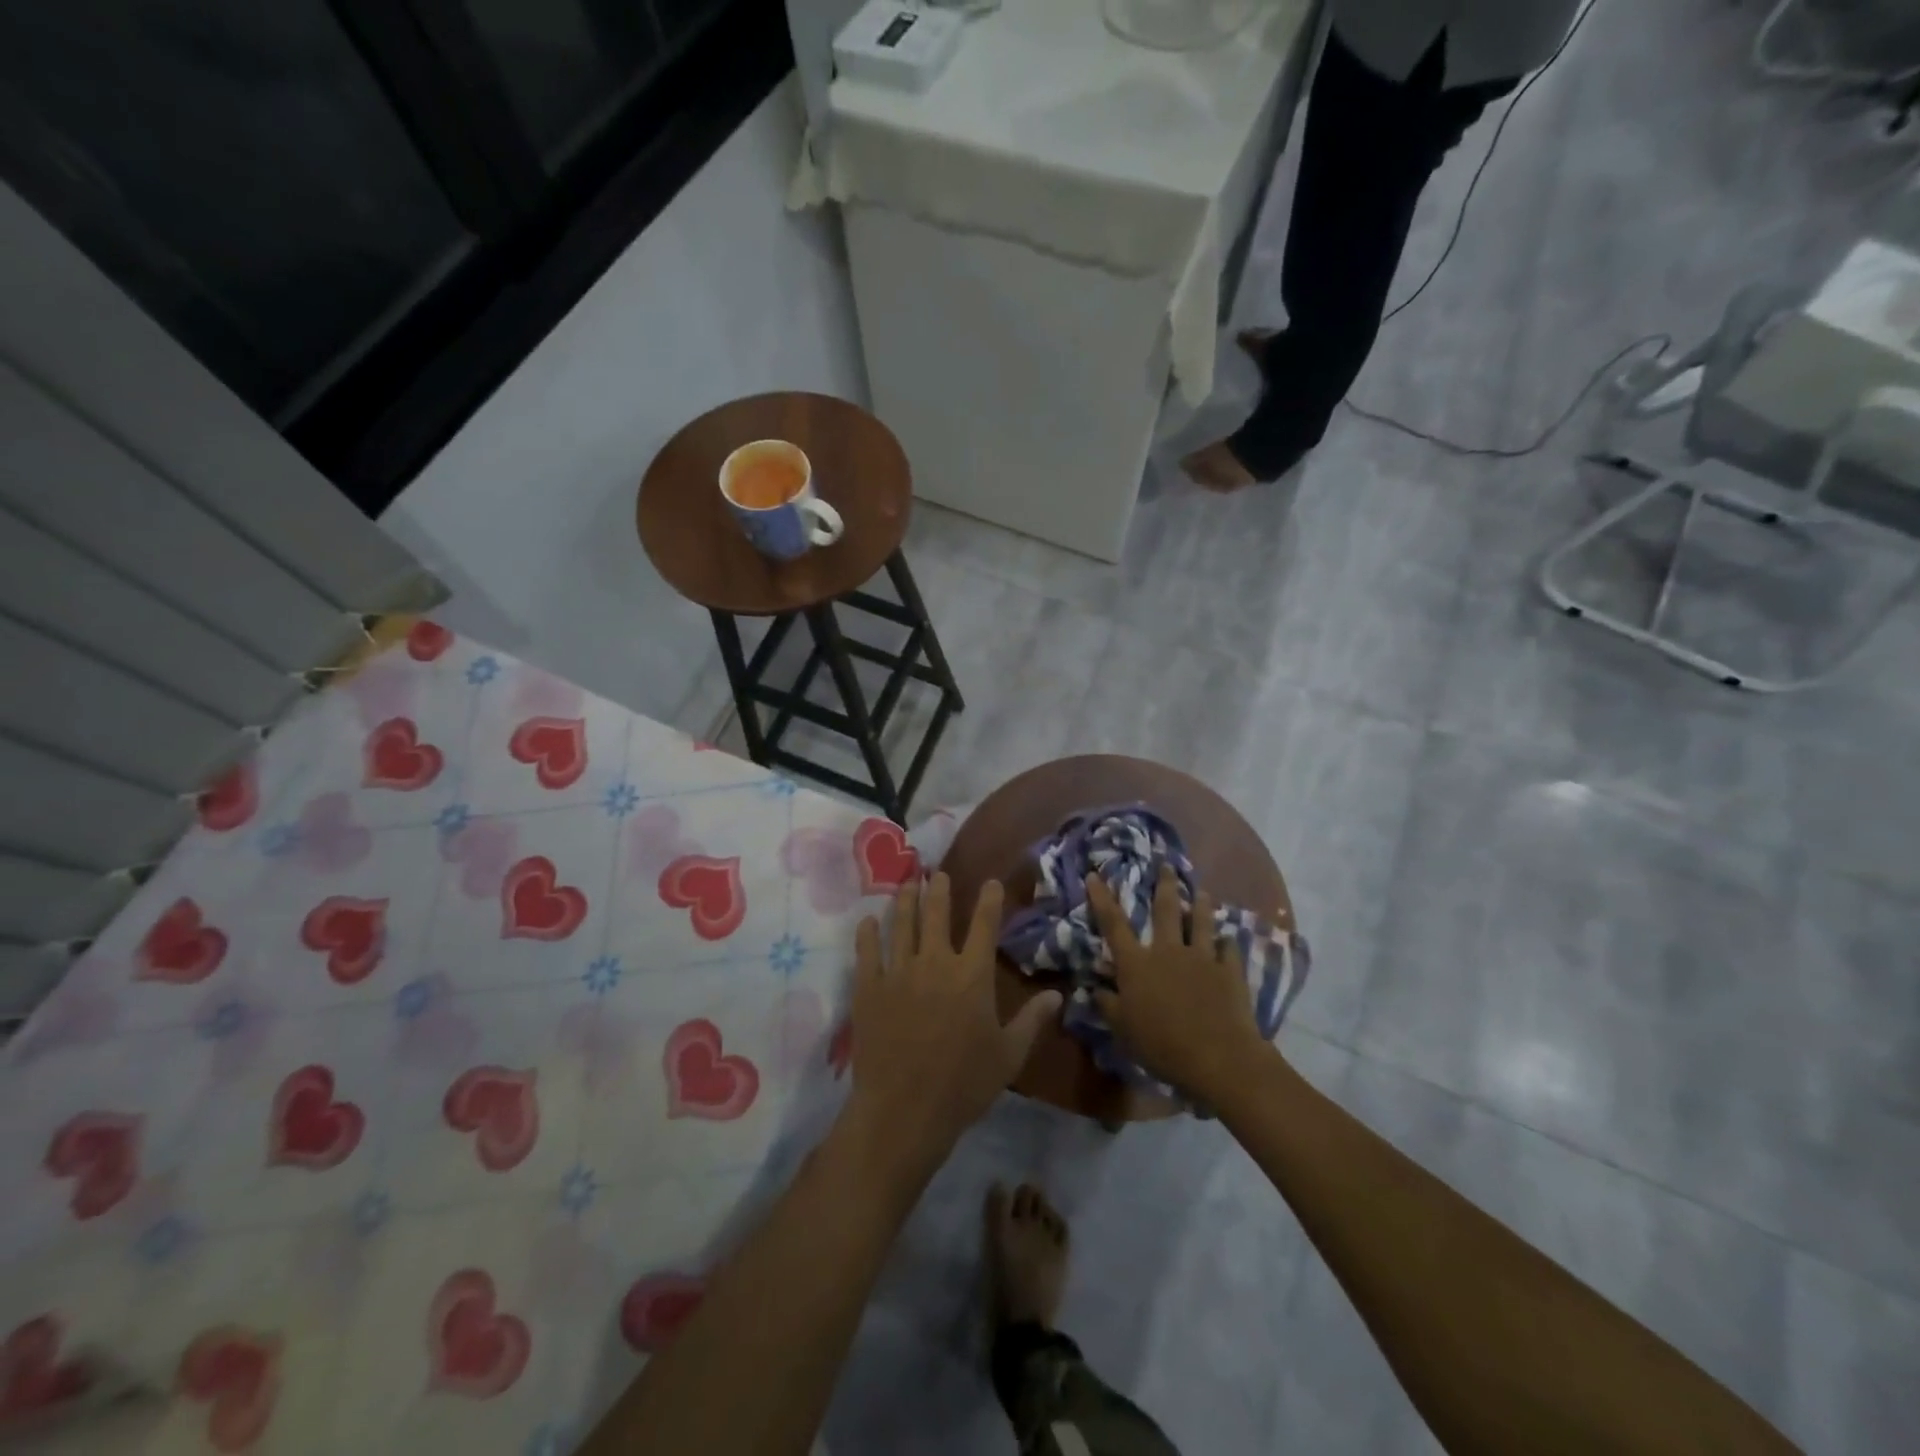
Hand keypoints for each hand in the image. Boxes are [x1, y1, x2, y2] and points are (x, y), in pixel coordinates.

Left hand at [840, 875, 1059, 1182]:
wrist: (905, 1110)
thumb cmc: (964, 1084)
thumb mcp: (1009, 1055)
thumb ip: (1032, 1020)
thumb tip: (1057, 996)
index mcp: (972, 974)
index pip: (983, 924)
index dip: (988, 899)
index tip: (989, 881)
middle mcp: (935, 962)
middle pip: (936, 913)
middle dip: (938, 889)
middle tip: (936, 873)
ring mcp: (898, 972)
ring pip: (901, 924)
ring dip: (904, 900)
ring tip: (906, 882)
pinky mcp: (869, 988)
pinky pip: (867, 951)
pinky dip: (868, 933)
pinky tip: (868, 920)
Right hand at [1086, 866, 1267, 1102]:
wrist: (1218, 1057)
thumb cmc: (1162, 1045)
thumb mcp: (1123, 1030)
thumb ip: (1108, 1006)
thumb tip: (1095, 989)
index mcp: (1137, 964)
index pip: (1114, 925)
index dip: (1102, 899)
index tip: (1095, 875)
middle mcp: (1168, 951)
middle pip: (1165, 911)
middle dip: (1164, 885)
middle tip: (1166, 865)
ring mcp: (1202, 958)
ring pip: (1201, 922)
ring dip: (1201, 905)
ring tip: (1203, 891)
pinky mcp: (1229, 971)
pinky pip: (1229, 949)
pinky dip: (1227, 943)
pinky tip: (1228, 939)